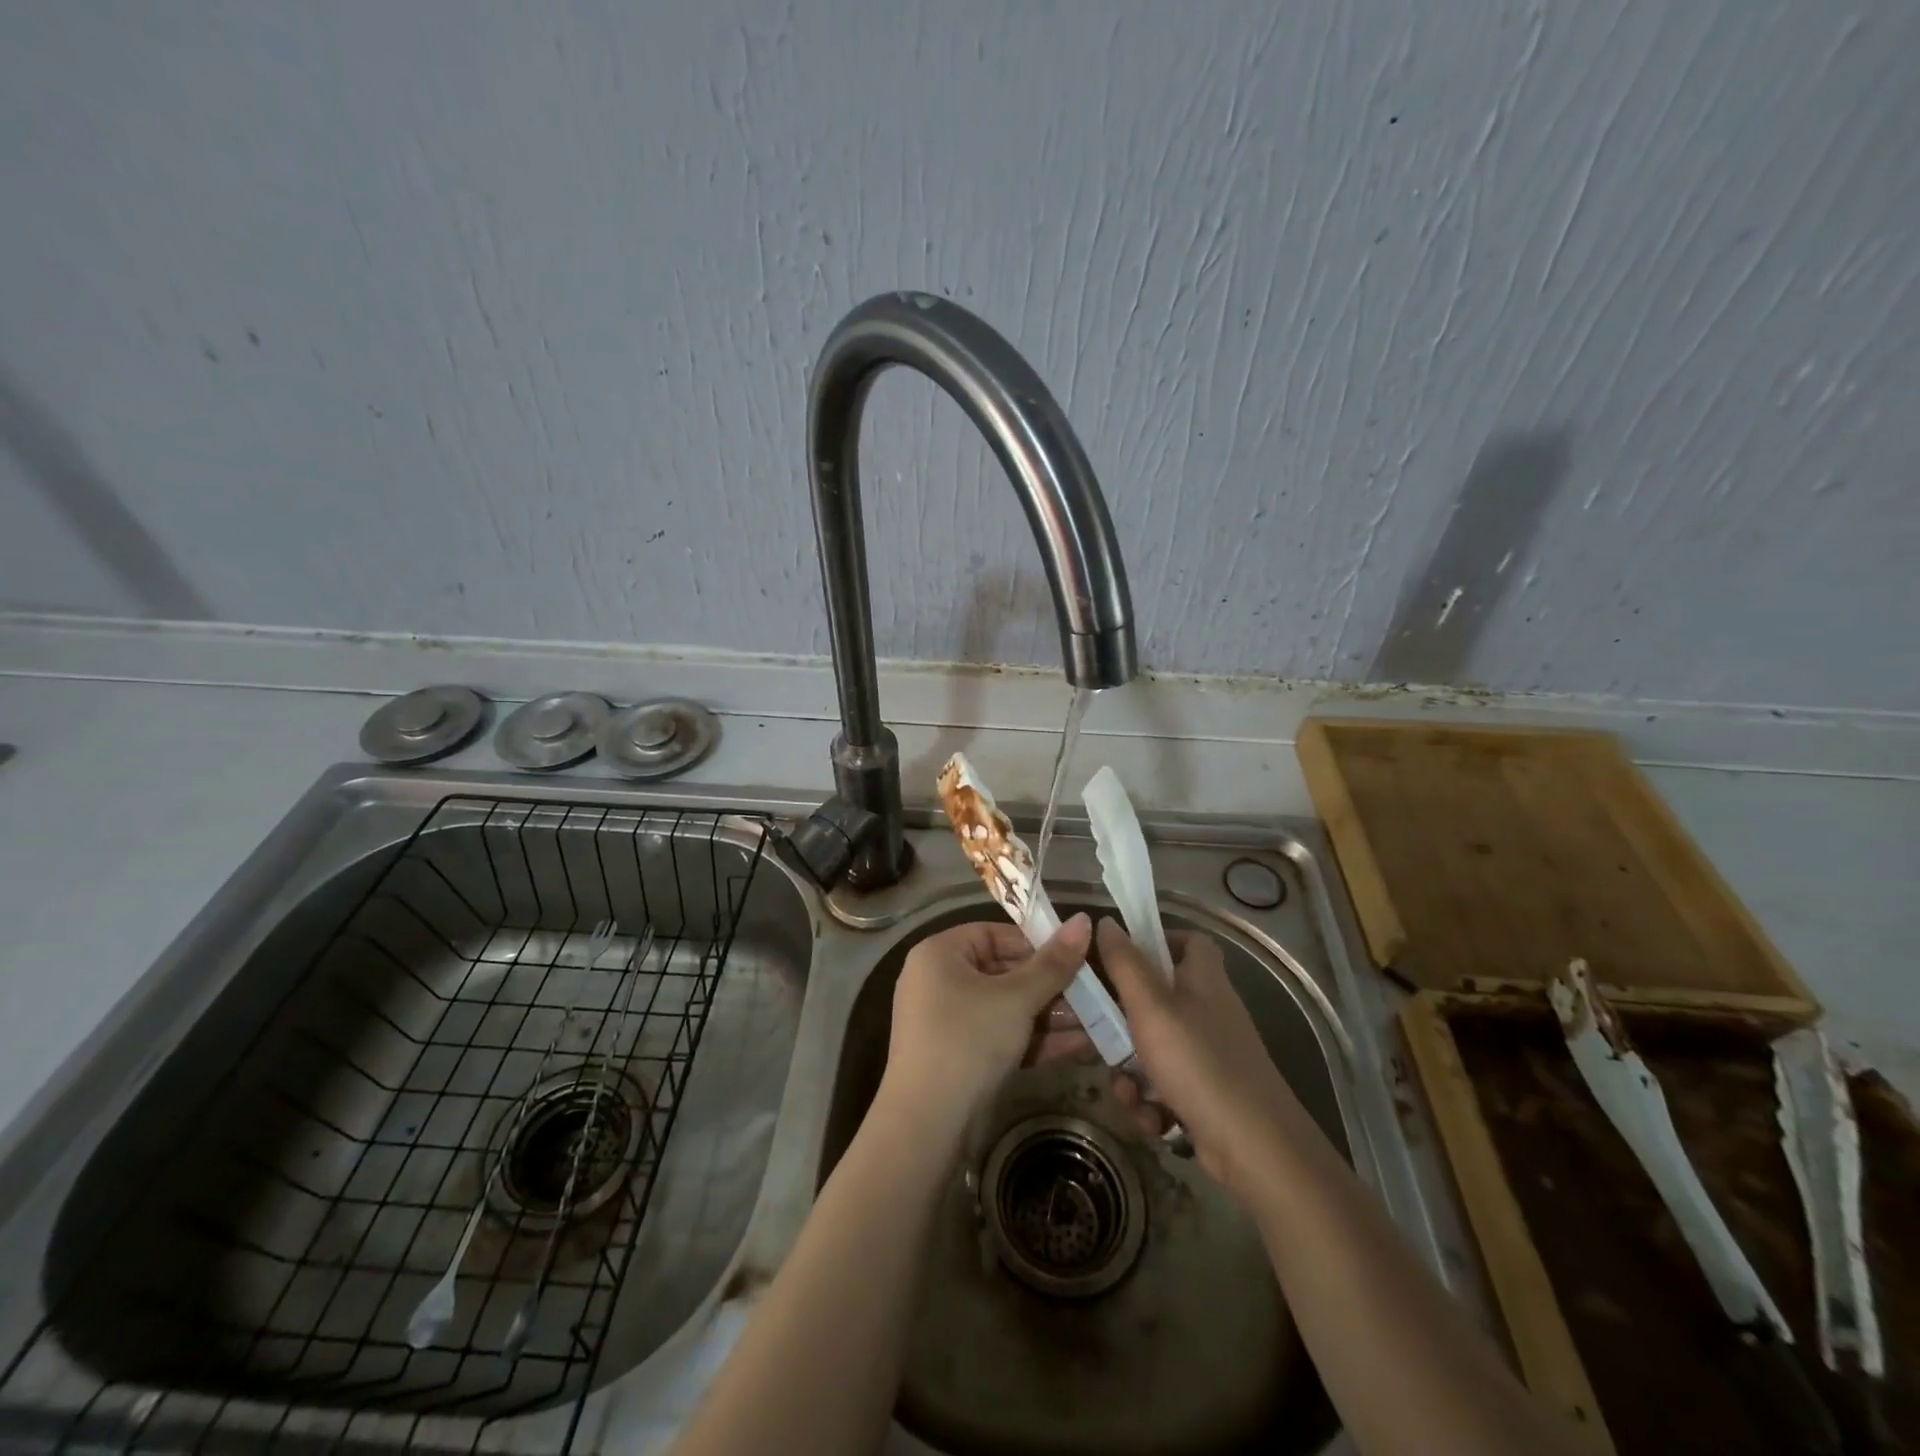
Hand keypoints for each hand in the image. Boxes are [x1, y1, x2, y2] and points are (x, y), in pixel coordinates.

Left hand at [880, 914, 1093, 1131]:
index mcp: (940, 953)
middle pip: (1003, 972)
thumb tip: (1084, 920)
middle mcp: (939, 981)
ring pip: (1006, 1008)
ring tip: (1097, 1021)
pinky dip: (1034, 1040)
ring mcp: (947, 1021)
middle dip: (1051, 986)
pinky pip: (1001, 1036)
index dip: (1036, 943)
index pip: (994, 934)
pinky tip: (1080, 1047)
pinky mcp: (959, 1056)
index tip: (1075, 957)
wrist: (927, 1125)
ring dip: (1050, 1015)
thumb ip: (1053, 963)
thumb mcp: (1016, 999)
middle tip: (1093, 993)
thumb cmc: (968, 1041)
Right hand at [1096, 918, 1301, 1204]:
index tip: (1119, 958)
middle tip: (1101, 1036)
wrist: (1255, 1149)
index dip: (1156, 942)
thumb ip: (1124, 963)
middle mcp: (1209, 1011)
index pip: (1188, 941)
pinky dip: (1153, 1103)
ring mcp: (1210, 1056)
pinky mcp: (1207, 1095)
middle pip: (1157, 1000)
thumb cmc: (1198, 1063)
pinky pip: (1166, 1086)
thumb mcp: (1150, 1007)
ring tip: (1130, 1094)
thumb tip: (1106, 922)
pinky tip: (1153, 1121)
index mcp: (1203, 979)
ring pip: (1154, 1049)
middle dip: (1122, 1025)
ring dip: (1132, 1074)